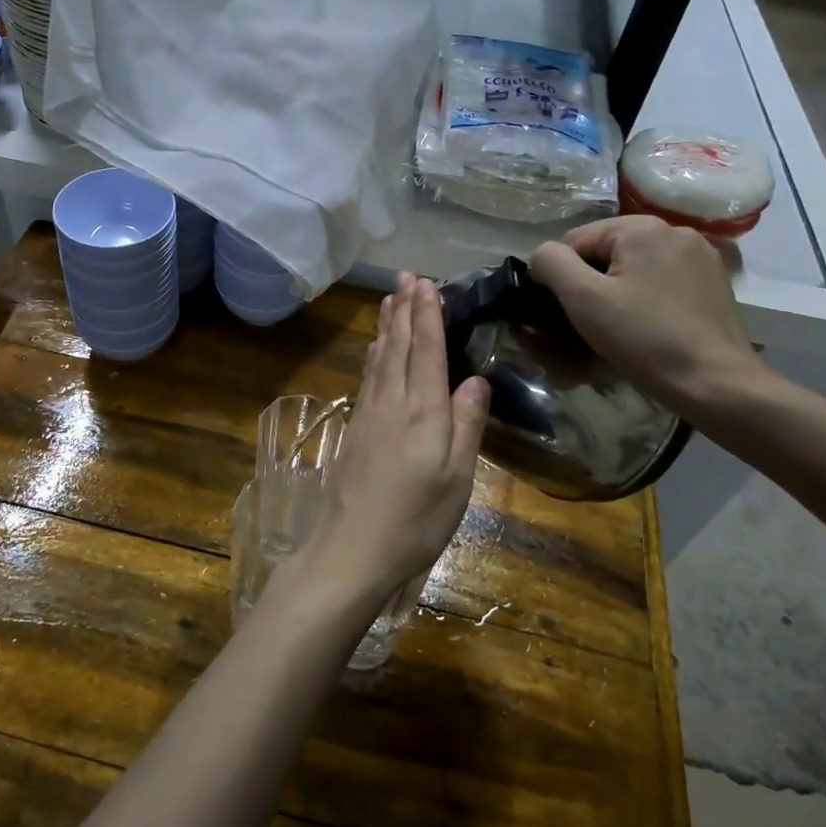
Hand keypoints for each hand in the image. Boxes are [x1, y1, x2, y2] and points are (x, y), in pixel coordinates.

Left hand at [297, 273, 489, 612]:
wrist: (350, 550)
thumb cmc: (414, 519)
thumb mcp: (456, 478)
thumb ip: (466, 424)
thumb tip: (475, 379)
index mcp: (421, 410)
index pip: (425, 350)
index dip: (427, 315)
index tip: (427, 283)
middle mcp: (390, 403)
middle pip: (397, 346)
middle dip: (403, 309)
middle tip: (405, 276)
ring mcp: (367, 415)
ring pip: (378, 358)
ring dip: (385, 326)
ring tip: (389, 300)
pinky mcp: (354, 431)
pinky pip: (367, 377)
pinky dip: (373, 355)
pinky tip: (373, 351)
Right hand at [529, 216, 766, 416]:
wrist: (714, 382)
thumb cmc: (643, 337)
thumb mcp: (583, 298)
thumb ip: (551, 263)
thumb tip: (543, 256)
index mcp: (641, 227)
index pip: (574, 241)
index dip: (561, 277)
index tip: (566, 313)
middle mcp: (674, 230)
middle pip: (606, 253)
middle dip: (590, 285)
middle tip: (588, 326)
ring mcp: (699, 256)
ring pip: (634, 268)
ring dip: (616, 292)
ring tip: (617, 330)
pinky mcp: (713, 282)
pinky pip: (661, 281)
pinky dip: (645, 299)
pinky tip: (648, 327)